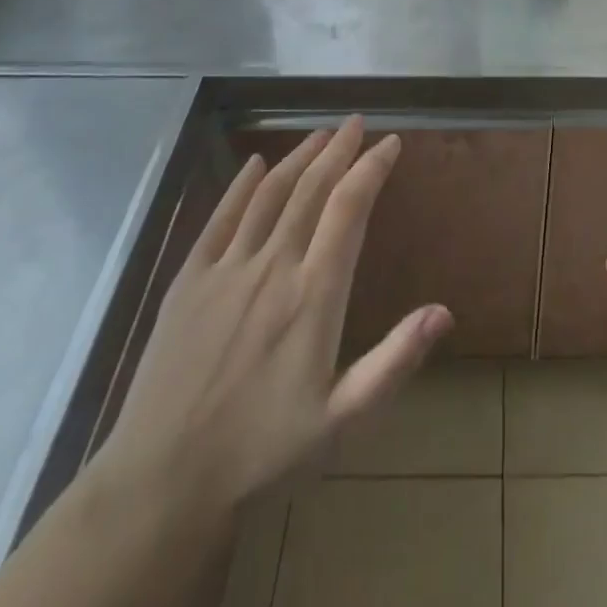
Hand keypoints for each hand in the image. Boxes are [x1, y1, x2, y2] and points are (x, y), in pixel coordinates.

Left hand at [91, 117, 453, 526]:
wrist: (162, 483)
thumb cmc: (262, 452)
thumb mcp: (342, 420)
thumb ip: (395, 361)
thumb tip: (444, 311)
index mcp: (314, 295)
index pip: (350, 209)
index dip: (372, 168)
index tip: (391, 143)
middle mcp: (273, 267)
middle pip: (311, 189)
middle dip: (339, 150)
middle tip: (357, 123)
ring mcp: (227, 269)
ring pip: (269, 194)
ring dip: (298, 158)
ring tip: (320, 135)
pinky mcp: (189, 280)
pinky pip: (220, 218)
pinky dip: (241, 185)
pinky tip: (255, 164)